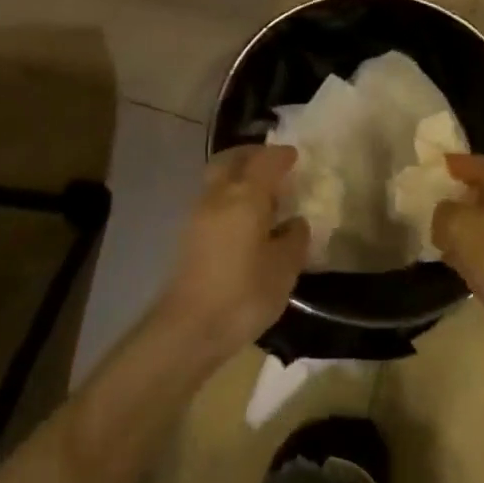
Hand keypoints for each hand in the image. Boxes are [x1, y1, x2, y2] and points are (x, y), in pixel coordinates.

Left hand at [158, 144, 309, 363]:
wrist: (189, 327)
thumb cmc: (244, 294)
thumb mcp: (284, 268)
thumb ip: (294, 239)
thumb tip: (295, 222)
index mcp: (245, 196)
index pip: (265, 162)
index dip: (281, 156)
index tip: (295, 156)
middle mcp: (218, 195)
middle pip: (232, 159)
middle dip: (253, 155)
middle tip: (273, 163)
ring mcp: (198, 213)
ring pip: (218, 178)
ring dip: (238, 174)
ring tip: (261, 192)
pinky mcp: (188, 234)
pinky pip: (212, 198)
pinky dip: (229, 195)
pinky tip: (244, 217)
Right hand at [432, 154, 483, 354]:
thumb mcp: (459, 227)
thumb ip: (444, 212)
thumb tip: (444, 214)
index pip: (481, 164)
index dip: (457, 162)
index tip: (434, 166)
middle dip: (460, 196)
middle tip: (433, 203)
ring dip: (467, 227)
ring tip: (441, 237)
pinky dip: (477, 251)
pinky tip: (460, 265)